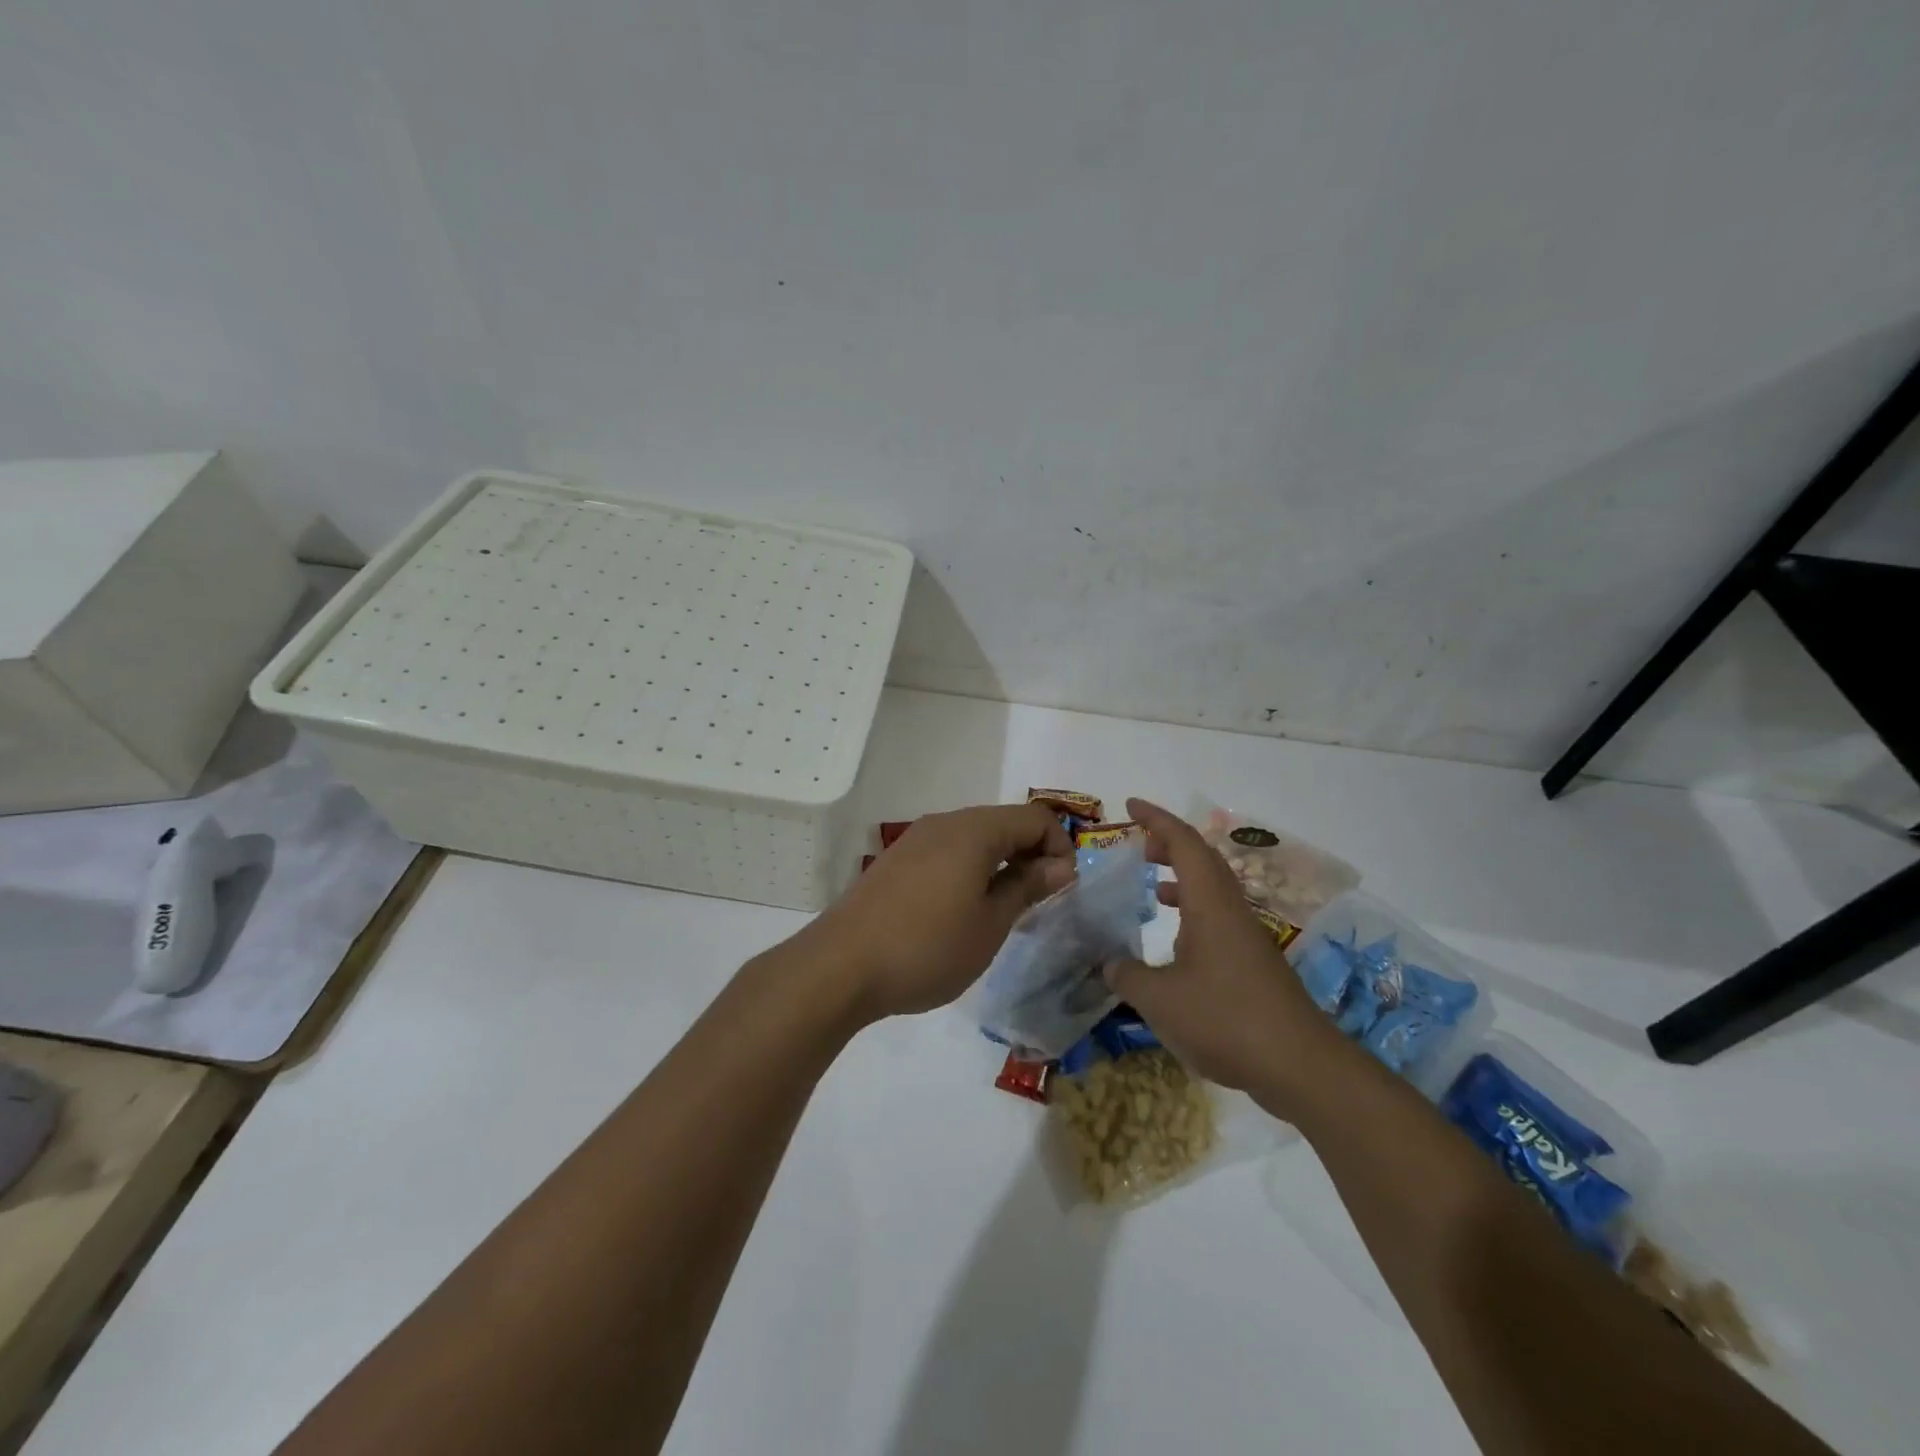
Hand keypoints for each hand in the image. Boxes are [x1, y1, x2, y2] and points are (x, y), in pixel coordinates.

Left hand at [804, 803, 1075, 1021]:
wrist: (841, 966)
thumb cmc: (927, 947)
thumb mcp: (990, 924)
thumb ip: (1027, 887)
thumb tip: (1060, 864)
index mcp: (974, 831)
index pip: (1034, 818)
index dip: (1060, 846)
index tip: (1064, 889)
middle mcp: (944, 823)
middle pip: (1003, 823)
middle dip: (1030, 854)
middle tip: (1039, 901)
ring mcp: (914, 840)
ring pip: (974, 839)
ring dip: (1000, 864)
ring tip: (1004, 910)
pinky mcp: (896, 862)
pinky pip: (947, 853)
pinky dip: (969, 871)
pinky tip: (963, 911)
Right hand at [1104, 799, 1336, 1109]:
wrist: (1299, 1066)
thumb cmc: (1225, 1020)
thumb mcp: (1159, 1000)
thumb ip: (1126, 976)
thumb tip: (1107, 965)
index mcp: (1209, 903)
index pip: (1183, 843)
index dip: (1156, 819)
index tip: (1130, 805)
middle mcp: (1230, 910)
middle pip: (1202, 859)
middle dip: (1168, 843)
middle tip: (1137, 845)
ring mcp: (1246, 936)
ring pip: (1212, 889)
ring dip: (1181, 878)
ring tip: (1150, 886)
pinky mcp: (1253, 963)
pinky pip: (1217, 917)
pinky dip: (1191, 911)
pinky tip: (1174, 943)